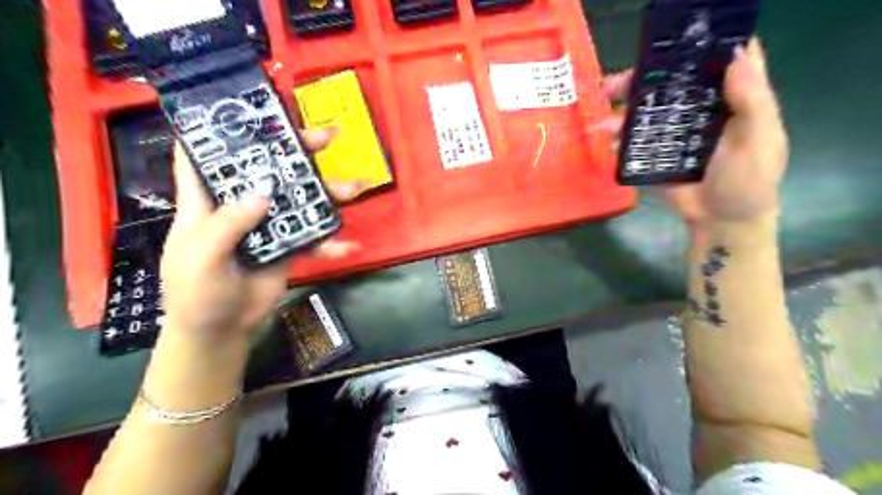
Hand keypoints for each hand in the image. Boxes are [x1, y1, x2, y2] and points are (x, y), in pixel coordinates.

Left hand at [159, 129, 361, 343]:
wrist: (222, 328)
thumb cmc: (196, 291)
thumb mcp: (201, 256)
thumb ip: (229, 224)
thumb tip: (264, 192)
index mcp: (207, 200)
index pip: (206, 155)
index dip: (221, 129)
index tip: (249, 110)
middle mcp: (241, 205)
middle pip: (268, 169)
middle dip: (296, 151)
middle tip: (326, 138)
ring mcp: (269, 224)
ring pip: (300, 199)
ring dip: (328, 194)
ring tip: (355, 189)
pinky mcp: (289, 245)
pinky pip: (313, 238)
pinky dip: (331, 243)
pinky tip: (349, 247)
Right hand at [604, 39, 788, 229]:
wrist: (721, 222)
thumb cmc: (748, 182)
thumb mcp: (758, 140)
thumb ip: (750, 101)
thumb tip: (734, 54)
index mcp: (732, 99)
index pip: (721, 60)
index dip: (702, 43)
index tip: (673, 35)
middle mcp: (702, 110)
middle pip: (672, 83)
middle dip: (644, 78)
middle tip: (616, 82)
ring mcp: (677, 132)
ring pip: (649, 111)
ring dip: (624, 110)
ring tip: (603, 118)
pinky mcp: (659, 153)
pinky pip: (638, 140)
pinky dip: (622, 138)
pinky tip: (610, 141)